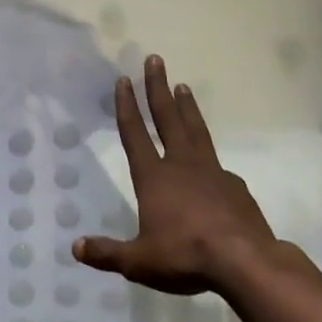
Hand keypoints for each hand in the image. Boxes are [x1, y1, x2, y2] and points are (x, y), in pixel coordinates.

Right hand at [73, 55, 279, 294]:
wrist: (245, 262)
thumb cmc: (185, 256)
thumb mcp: (140, 261)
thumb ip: (107, 254)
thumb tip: (76, 248)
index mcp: (154, 177)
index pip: (135, 134)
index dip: (127, 106)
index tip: (123, 80)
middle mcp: (181, 165)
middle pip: (167, 118)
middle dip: (157, 87)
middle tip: (155, 59)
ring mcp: (211, 172)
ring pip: (195, 130)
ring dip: (187, 107)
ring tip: (183, 86)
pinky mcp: (235, 186)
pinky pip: (217, 165)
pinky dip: (210, 156)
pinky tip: (213, 164)